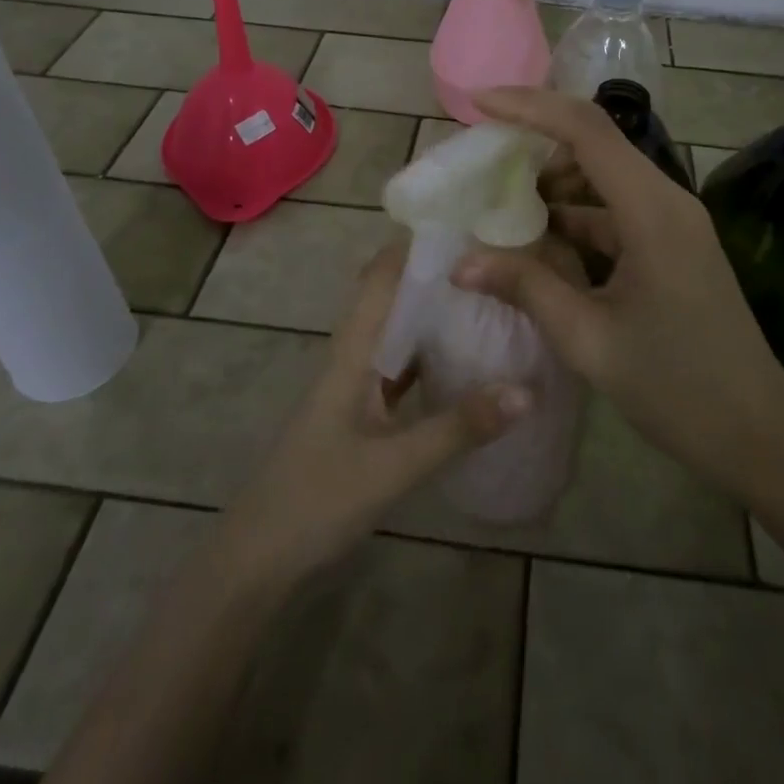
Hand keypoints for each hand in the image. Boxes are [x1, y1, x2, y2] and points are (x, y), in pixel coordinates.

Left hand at [216, 241, 531, 588]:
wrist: (257, 560)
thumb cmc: (316, 499)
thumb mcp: (394, 465)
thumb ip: (459, 428)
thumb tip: (527, 389)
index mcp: (352, 351)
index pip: (381, 276)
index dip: (415, 245)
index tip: (466, 223)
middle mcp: (352, 356)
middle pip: (392, 298)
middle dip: (435, 276)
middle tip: (493, 260)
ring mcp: (354, 387)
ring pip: (397, 334)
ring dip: (432, 314)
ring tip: (488, 299)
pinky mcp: (360, 415)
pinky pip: (399, 370)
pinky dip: (428, 357)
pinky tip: (462, 362)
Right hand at [453, 86, 783, 504]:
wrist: (757, 435)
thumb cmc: (676, 389)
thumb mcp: (588, 339)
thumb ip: (526, 288)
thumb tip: (461, 263)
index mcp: (652, 211)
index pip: (587, 130)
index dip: (530, 106)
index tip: (479, 103)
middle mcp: (667, 201)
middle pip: (595, 145)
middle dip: (536, 144)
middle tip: (482, 162)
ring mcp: (674, 223)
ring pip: (604, 179)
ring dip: (555, 185)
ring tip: (502, 207)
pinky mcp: (672, 245)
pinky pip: (616, 213)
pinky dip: (576, 218)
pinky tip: (540, 244)